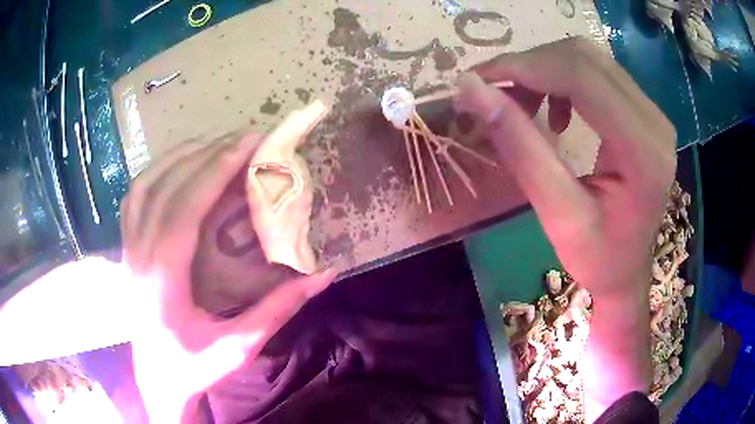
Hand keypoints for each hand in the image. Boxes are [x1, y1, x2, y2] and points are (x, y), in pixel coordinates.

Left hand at [120, 134, 333, 422]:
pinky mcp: (127, 250)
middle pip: (166, 187)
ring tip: (213, 143)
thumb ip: (278, 309)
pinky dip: (155, 172)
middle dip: (206, 154)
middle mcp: (140, 254)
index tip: (247, 143)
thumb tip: (322, 275)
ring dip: (178, 157)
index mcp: (163, 278)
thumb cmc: (194, 368)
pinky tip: (176, 165)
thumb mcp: (239, 347)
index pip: (185, 207)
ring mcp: (129, 249)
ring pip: (145, 185)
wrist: (157, 380)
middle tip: (242, 137)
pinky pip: (134, 198)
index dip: (216, 169)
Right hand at [455, 38, 675, 420]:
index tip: (473, 79)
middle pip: (584, 58)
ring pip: (590, 61)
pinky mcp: (643, 114)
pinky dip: (563, 81)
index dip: (521, 66)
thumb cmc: (596, 262)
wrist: (629, 279)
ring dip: (544, 71)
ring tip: (517, 101)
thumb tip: (471, 94)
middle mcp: (654, 118)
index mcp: (642, 146)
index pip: (579, 75)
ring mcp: (652, 113)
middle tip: (486, 87)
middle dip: (527, 63)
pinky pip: (598, 76)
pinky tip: (555, 112)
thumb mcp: (555, 212)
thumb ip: (519, 146)